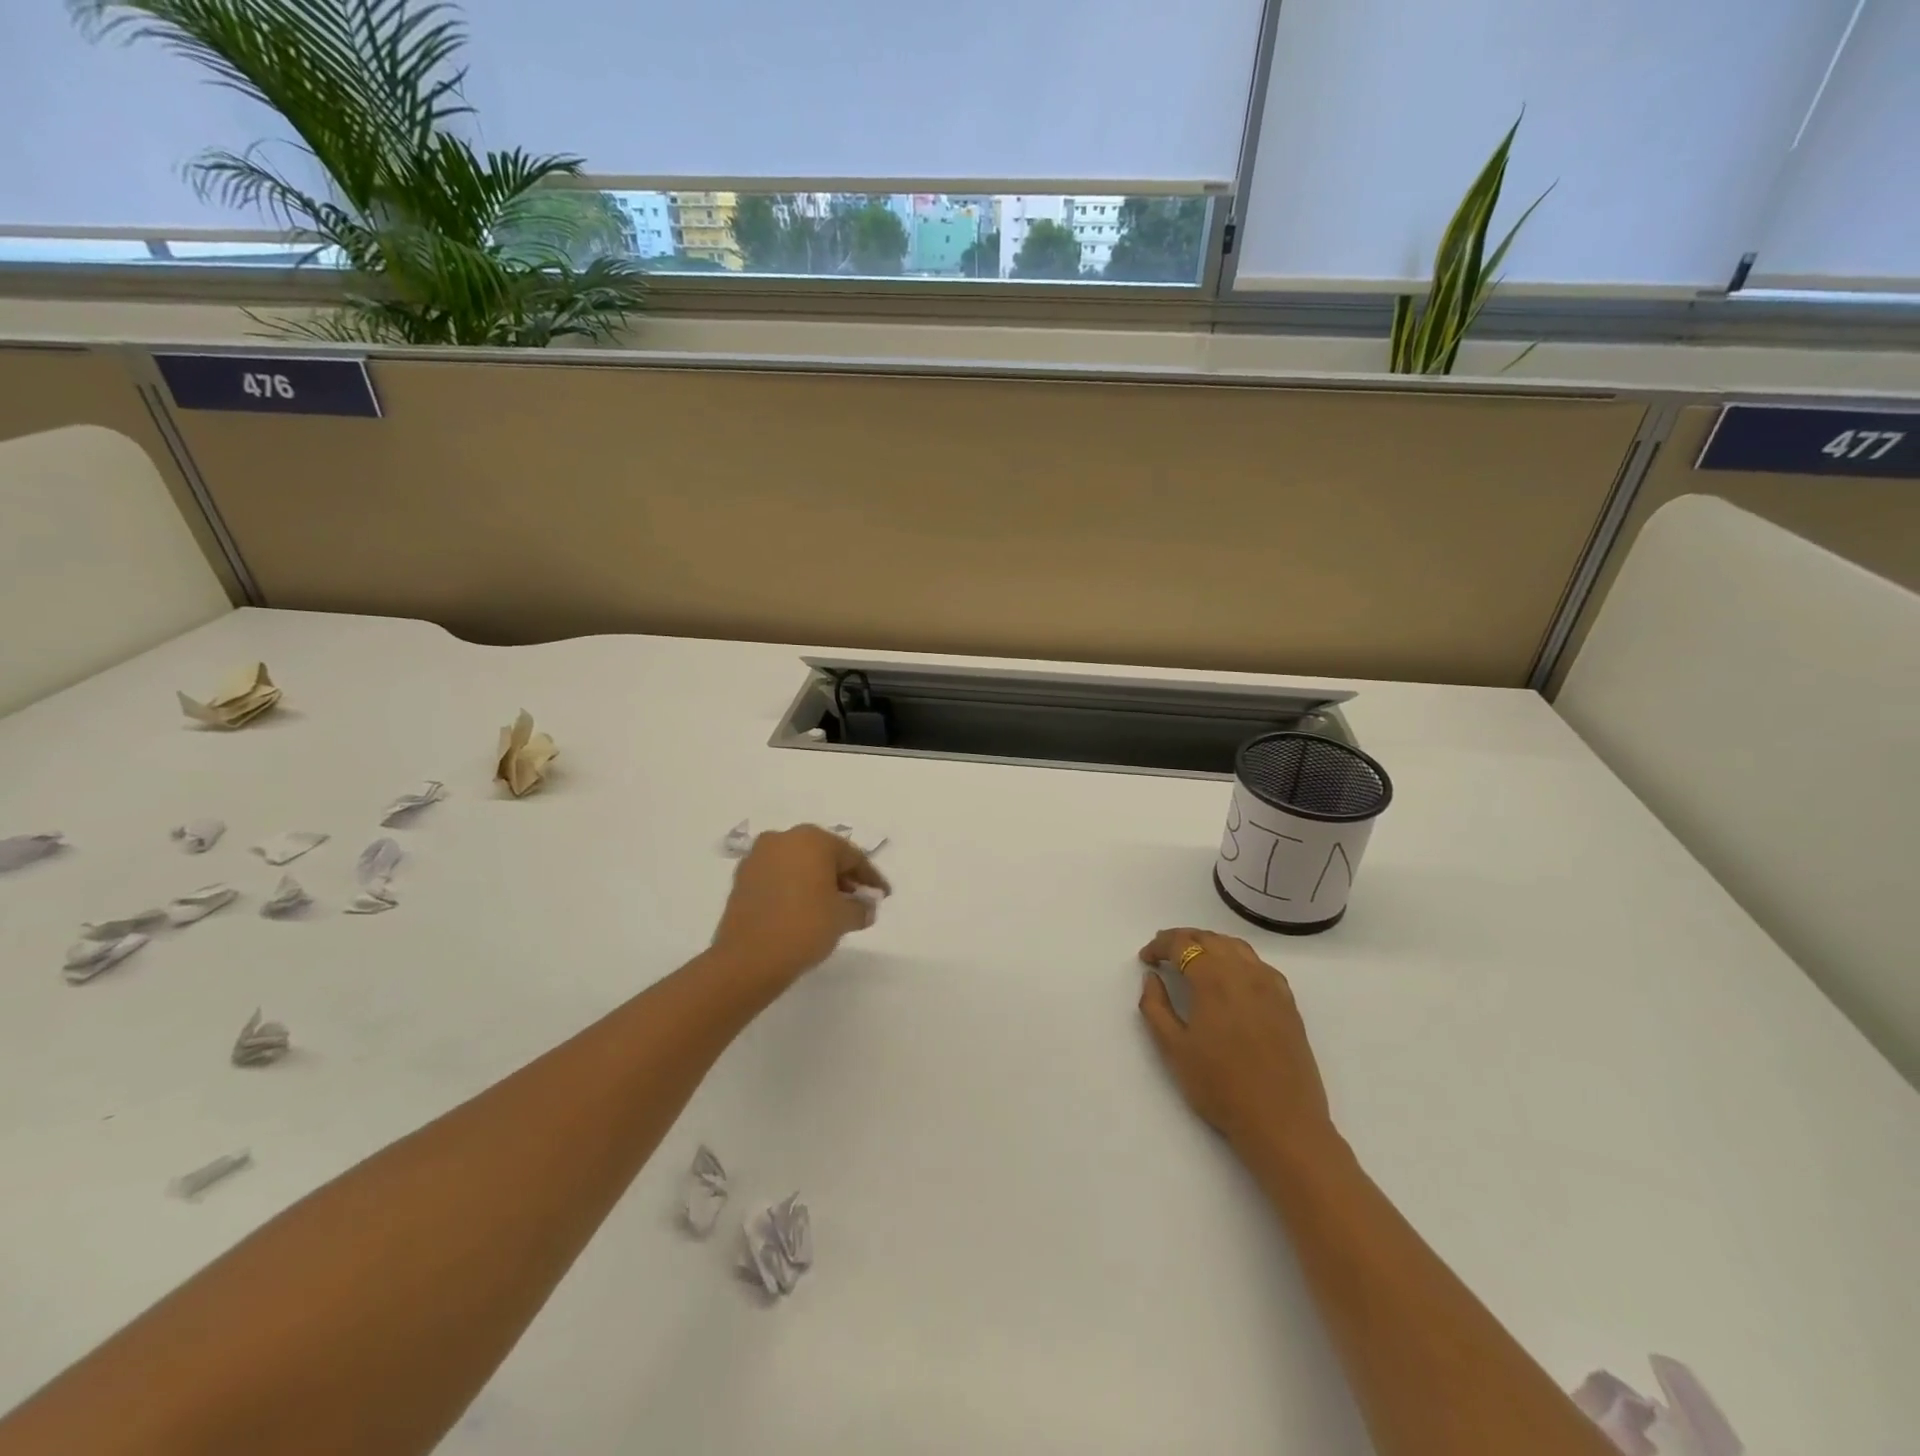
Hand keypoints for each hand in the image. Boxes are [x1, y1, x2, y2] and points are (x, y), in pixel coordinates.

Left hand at [711, 825, 890, 986]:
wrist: (747, 960)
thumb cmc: (804, 927)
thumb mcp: (844, 918)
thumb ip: (861, 907)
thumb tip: (866, 907)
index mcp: (812, 839)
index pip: (852, 856)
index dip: (871, 878)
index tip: (883, 895)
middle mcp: (783, 838)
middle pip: (824, 856)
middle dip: (843, 878)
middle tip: (859, 901)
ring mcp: (758, 857)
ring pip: (799, 865)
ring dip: (818, 882)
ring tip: (832, 908)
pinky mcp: (742, 878)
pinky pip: (778, 877)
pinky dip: (794, 889)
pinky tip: (804, 910)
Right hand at [1137, 927, 1334, 1155]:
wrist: (1282, 1123)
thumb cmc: (1221, 1087)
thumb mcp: (1174, 1049)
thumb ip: (1155, 1007)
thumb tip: (1152, 978)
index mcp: (1214, 979)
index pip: (1182, 944)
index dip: (1159, 946)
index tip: (1146, 959)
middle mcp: (1244, 972)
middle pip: (1209, 938)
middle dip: (1182, 940)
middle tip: (1163, 953)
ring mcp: (1271, 985)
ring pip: (1236, 947)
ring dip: (1210, 944)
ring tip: (1194, 960)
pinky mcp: (1288, 1002)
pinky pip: (1259, 965)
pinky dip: (1237, 959)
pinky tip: (1231, 978)